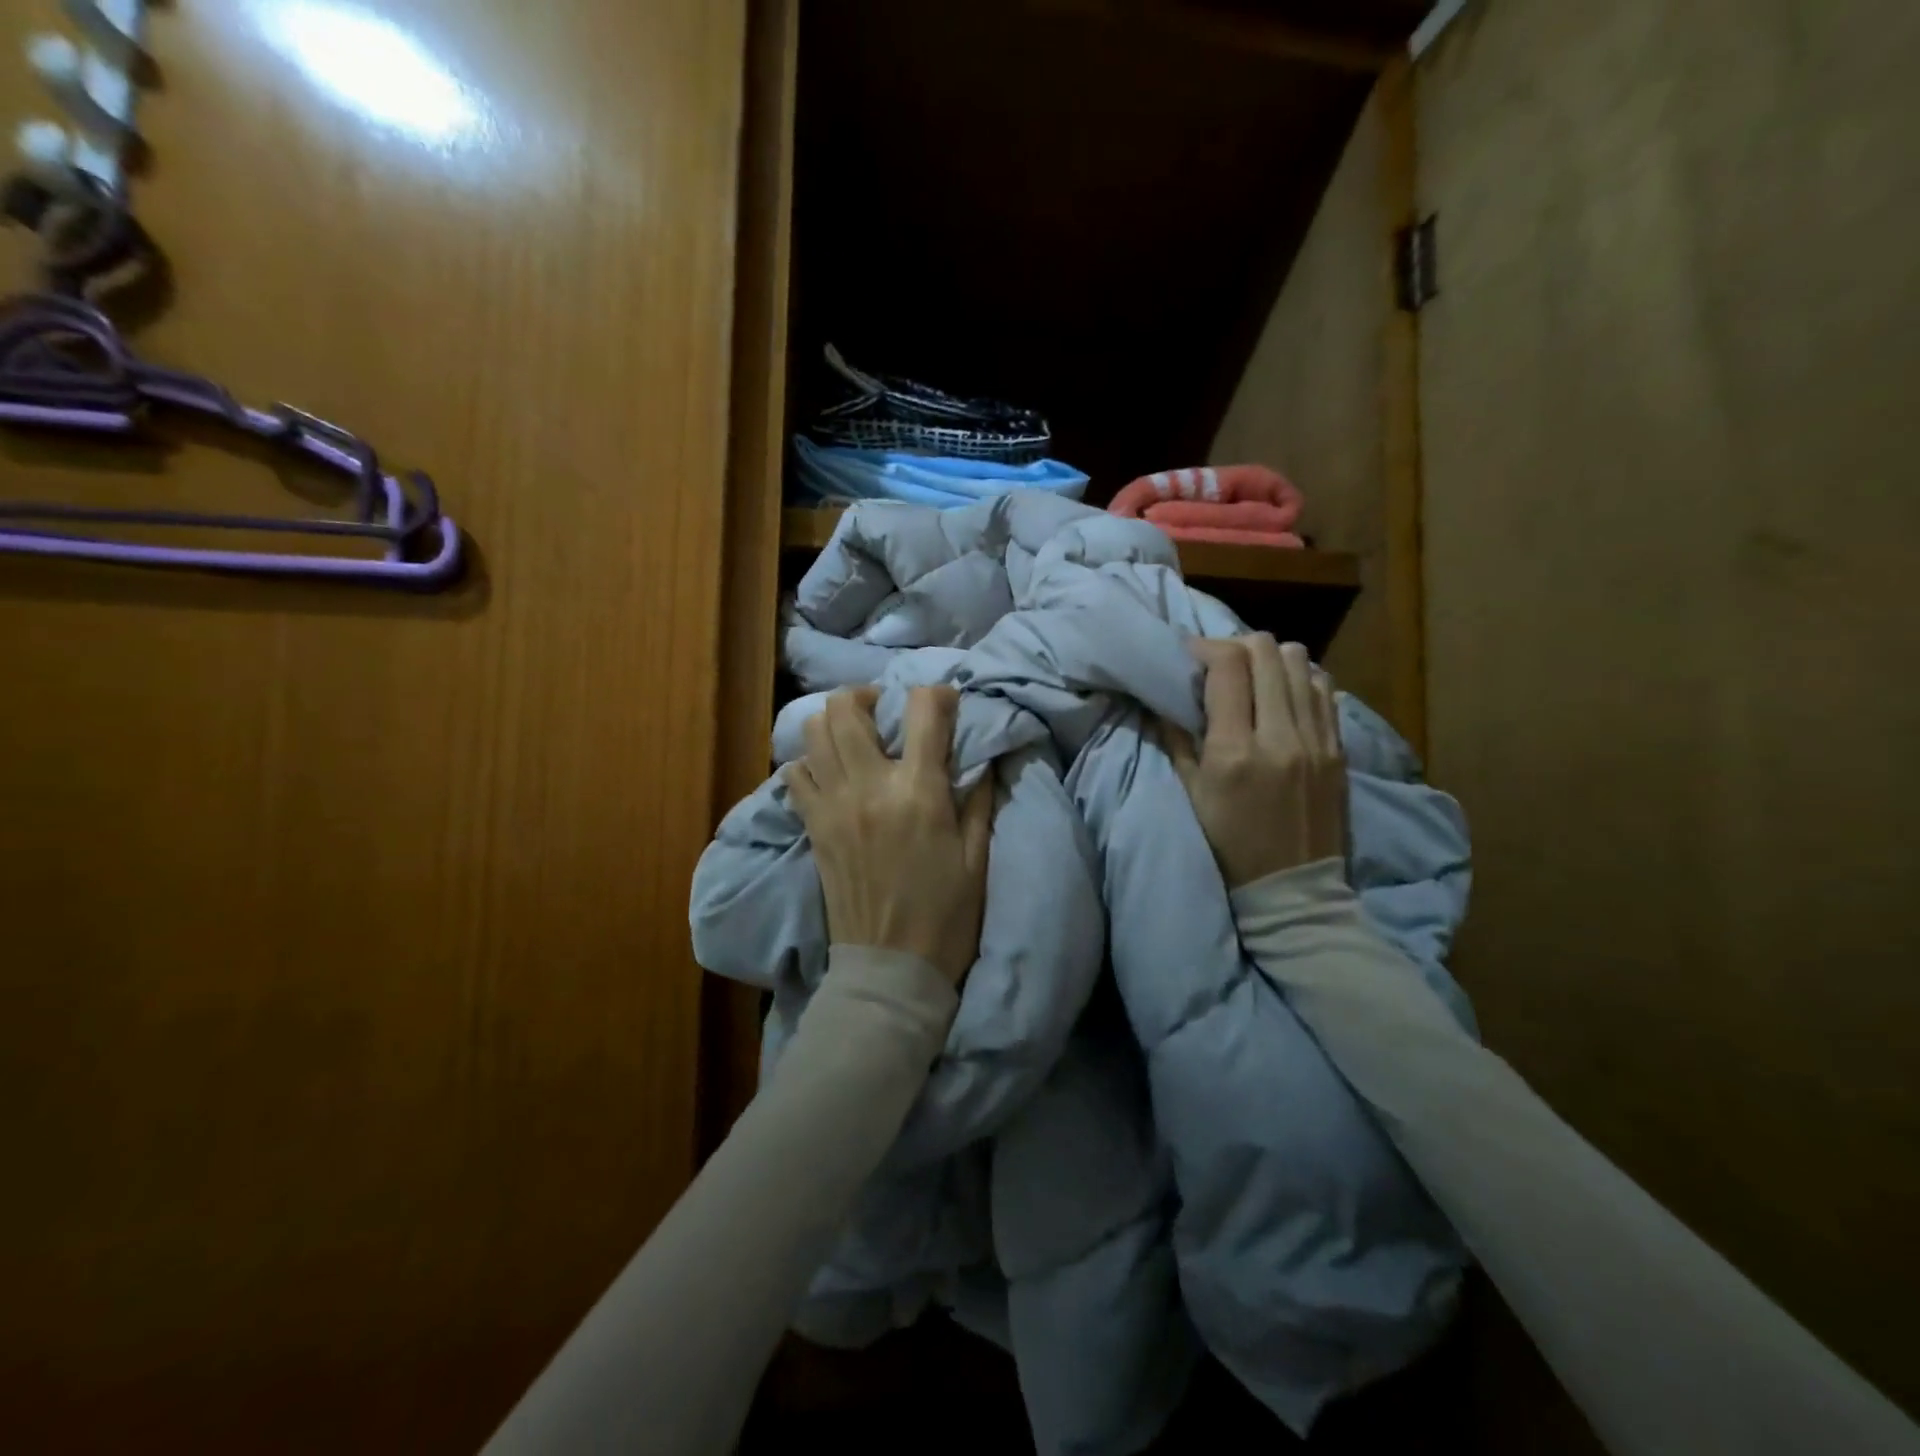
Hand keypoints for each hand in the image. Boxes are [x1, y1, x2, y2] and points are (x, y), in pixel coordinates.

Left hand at [783, 685, 993, 984]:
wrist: (891, 968)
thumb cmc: (947, 915)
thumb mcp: (977, 857)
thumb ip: (978, 799)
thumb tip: (981, 756)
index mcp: (919, 792)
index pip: (923, 711)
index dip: (937, 694)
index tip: (945, 702)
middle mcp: (869, 786)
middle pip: (846, 707)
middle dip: (867, 694)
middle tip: (883, 710)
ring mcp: (833, 805)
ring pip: (813, 732)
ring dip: (834, 721)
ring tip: (854, 735)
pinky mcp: (812, 827)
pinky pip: (794, 775)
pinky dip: (809, 762)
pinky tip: (830, 773)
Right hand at [1159, 634, 1346, 888]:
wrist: (1293, 888)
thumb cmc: (1229, 846)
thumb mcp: (1191, 795)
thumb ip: (1178, 739)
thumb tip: (1167, 698)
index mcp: (1235, 751)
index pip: (1228, 666)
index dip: (1204, 647)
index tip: (1188, 654)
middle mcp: (1281, 736)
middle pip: (1266, 651)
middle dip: (1235, 645)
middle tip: (1218, 663)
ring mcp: (1317, 740)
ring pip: (1300, 661)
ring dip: (1270, 658)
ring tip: (1252, 677)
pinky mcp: (1339, 748)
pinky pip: (1325, 688)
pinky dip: (1300, 678)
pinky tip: (1284, 695)